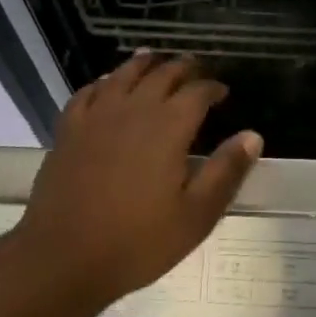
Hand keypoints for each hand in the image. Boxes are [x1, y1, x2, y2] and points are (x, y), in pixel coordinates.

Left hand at [14, 52, 261, 310]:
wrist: (62, 258)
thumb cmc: (136, 241)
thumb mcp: (195, 216)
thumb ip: (225, 171)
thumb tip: (253, 135)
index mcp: (169, 126)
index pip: (198, 91)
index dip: (213, 87)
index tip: (222, 92)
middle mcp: (135, 108)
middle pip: (163, 73)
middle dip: (184, 67)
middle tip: (196, 69)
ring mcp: (98, 115)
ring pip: (125, 73)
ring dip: (144, 63)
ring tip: (154, 58)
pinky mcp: (69, 128)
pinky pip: (88, 92)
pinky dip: (103, 82)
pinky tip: (106, 85)